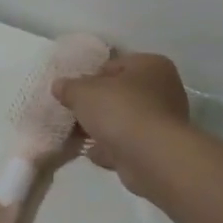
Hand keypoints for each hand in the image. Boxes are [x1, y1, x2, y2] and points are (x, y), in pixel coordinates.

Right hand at [52, 53, 191, 196]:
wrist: (151, 157)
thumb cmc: (120, 110)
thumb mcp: (83, 92)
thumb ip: (69, 87)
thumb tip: (59, 86)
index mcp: (151, 65)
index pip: (114, 65)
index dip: (90, 77)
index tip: (73, 92)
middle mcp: (163, 89)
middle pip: (120, 94)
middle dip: (96, 105)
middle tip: (73, 113)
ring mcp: (163, 121)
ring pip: (124, 120)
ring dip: (103, 128)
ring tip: (77, 136)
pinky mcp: (159, 149)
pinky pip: (129, 143)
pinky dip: (112, 148)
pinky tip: (93, 153)